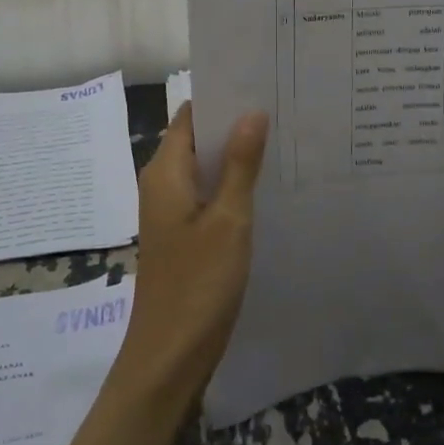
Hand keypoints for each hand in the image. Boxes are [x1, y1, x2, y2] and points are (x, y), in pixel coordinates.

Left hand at [114, 103, 268, 406]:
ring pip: (203, 170)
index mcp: (164, 172)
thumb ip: (239, 164)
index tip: (260, 85)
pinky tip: (264, 188)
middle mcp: (161, 185)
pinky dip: (230, 186)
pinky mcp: (181, 237)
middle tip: (281, 110)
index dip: (221, 98)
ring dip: (234, 157)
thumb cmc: (197, 284)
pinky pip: (206, 196)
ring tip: (281, 141)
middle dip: (234, 125)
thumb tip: (252, 111)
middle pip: (196, 140)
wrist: (168, 359)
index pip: (190, 116)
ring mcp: (170, 213)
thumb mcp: (228, 219)